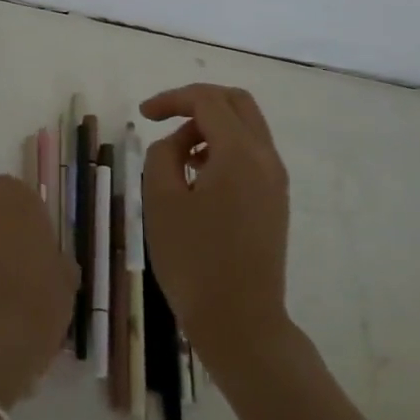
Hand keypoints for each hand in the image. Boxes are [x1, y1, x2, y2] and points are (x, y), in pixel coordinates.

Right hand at [139, 84, 290, 366]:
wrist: (240, 321)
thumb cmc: (193, 260)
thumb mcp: (160, 200)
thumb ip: (162, 155)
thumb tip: (177, 144)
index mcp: (239, 152)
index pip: (207, 100)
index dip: (171, 99)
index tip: (143, 115)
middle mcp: (266, 157)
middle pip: (236, 103)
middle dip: (197, 103)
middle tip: (164, 121)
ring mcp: (276, 180)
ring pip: (247, 127)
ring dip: (211, 127)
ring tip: (178, 157)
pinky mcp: (275, 200)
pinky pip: (251, 154)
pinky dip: (224, 148)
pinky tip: (198, 177)